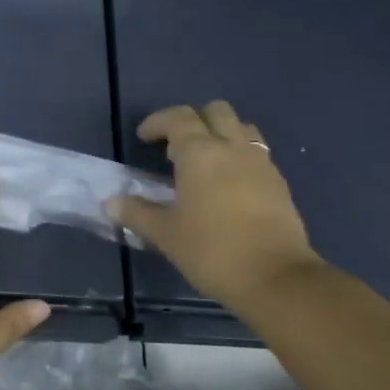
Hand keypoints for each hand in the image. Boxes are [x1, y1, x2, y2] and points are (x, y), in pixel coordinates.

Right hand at [109, 102, 322, 308]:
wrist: (276, 278)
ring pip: (241, 127)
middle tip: (174, 147)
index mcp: (200, 153)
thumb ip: (137, 213)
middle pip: (215, 111)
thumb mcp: (165, 234)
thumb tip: (111, 203)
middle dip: (192, 120)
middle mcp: (232, 147)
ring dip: (220, 134)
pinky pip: (256, 152)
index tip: (143, 138)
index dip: (157, 122)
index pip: (178, 117)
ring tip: (203, 162)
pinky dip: (238, 156)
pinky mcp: (279, 183)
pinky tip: (227, 186)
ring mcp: (261, 163)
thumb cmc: (212, 251)